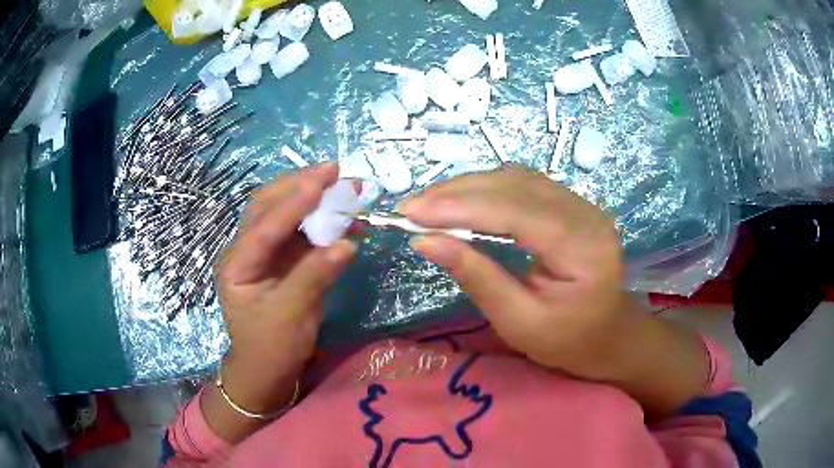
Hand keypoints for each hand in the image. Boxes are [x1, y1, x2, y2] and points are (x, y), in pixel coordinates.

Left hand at [215, 163, 356, 414]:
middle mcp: (249, 250)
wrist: (268, 370)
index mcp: (238, 263)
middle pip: (270, 206)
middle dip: (301, 186)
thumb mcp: (290, 316)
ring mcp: (268, 253)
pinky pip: (306, 233)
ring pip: (288, 214)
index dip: (294, 201)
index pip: (265, 225)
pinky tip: (348, 219)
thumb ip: (315, 276)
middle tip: (335, 171)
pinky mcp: (287, 260)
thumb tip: (347, 242)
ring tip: (346, 188)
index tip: (323, 179)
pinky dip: (326, 223)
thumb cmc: (270, 348)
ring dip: (316, 199)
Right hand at [401, 166, 626, 379]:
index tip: (412, 212)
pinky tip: (462, 200)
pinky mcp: (572, 204)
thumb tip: (425, 242)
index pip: (516, 212)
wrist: (609, 335)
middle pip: (516, 186)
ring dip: (469, 186)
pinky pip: (525, 184)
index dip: (460, 207)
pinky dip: (487, 189)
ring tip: (430, 203)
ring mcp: (583, 204)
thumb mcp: (519, 322)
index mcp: (583, 249)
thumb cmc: (568, 341)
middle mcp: (587, 215)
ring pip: (517, 178)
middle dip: (458, 193)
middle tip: (412, 207)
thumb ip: (476, 277)